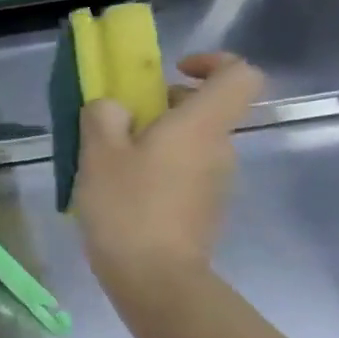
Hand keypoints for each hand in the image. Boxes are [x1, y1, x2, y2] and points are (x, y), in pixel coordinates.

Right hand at [74, 52, 263, 300]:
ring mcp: (215, 180)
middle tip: (116, 122)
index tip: (174, 70)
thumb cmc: (127, 206)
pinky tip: (120, 190)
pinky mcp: (203, 206)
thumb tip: (112, 105)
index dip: (213, 62)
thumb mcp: (99, 154)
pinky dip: (156, 168)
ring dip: (154, 140)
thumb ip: (103, 117)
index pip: (239, 75)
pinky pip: (183, 170)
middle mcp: (218, 147)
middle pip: (205, 109)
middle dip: (162, 106)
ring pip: (190, 141)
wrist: (154, 275)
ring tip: (108, 161)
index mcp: (200, 125)